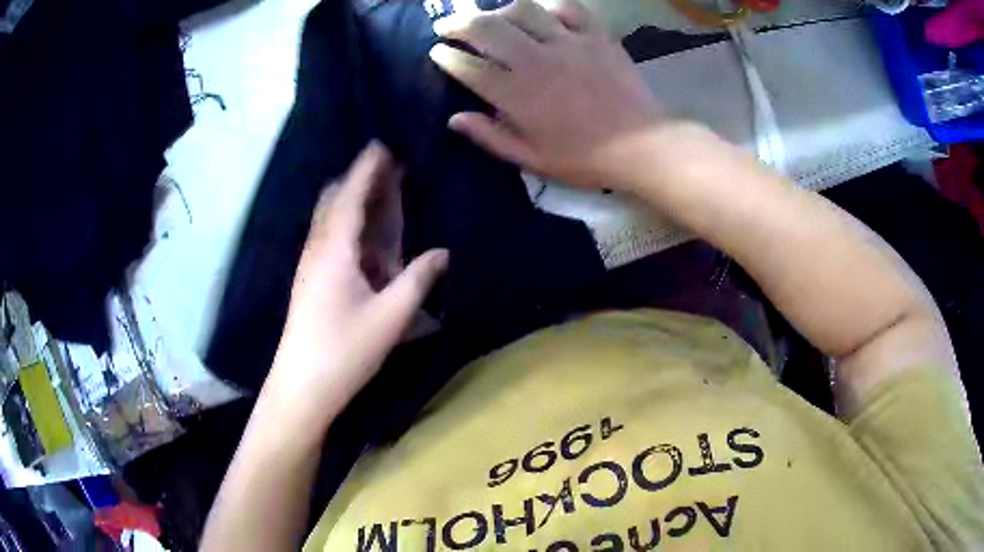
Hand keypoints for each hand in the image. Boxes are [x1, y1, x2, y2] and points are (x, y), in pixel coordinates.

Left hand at [265, 143, 448, 424]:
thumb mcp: (390, 316)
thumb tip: (442, 254)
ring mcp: (310, 265)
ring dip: (354, 201)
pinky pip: (329, 239)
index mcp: (335, 248)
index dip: (368, 167)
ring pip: (331, 219)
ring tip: (382, 195)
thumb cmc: (345, 349)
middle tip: (390, 169)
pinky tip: (366, 239)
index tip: (383, 143)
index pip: (352, 194)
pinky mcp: (309, 281)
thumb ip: (418, 280)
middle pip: (336, 200)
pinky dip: (349, 226)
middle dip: (361, 179)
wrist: (302, 386)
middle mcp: (318, 248)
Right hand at [430, 0, 668, 188]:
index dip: (447, 57)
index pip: (468, 67)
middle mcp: (535, 60)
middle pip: (487, 29)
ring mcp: (567, 43)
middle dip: (458, 23)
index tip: (437, 52)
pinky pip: (568, 8)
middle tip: (448, 25)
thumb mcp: (532, 160)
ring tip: (494, 17)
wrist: (641, 145)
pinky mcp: (595, 36)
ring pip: (522, 10)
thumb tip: (455, 119)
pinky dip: (550, 6)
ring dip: (500, 10)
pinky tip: (543, 14)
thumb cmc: (585, 158)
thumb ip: (491, 137)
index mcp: (516, 94)